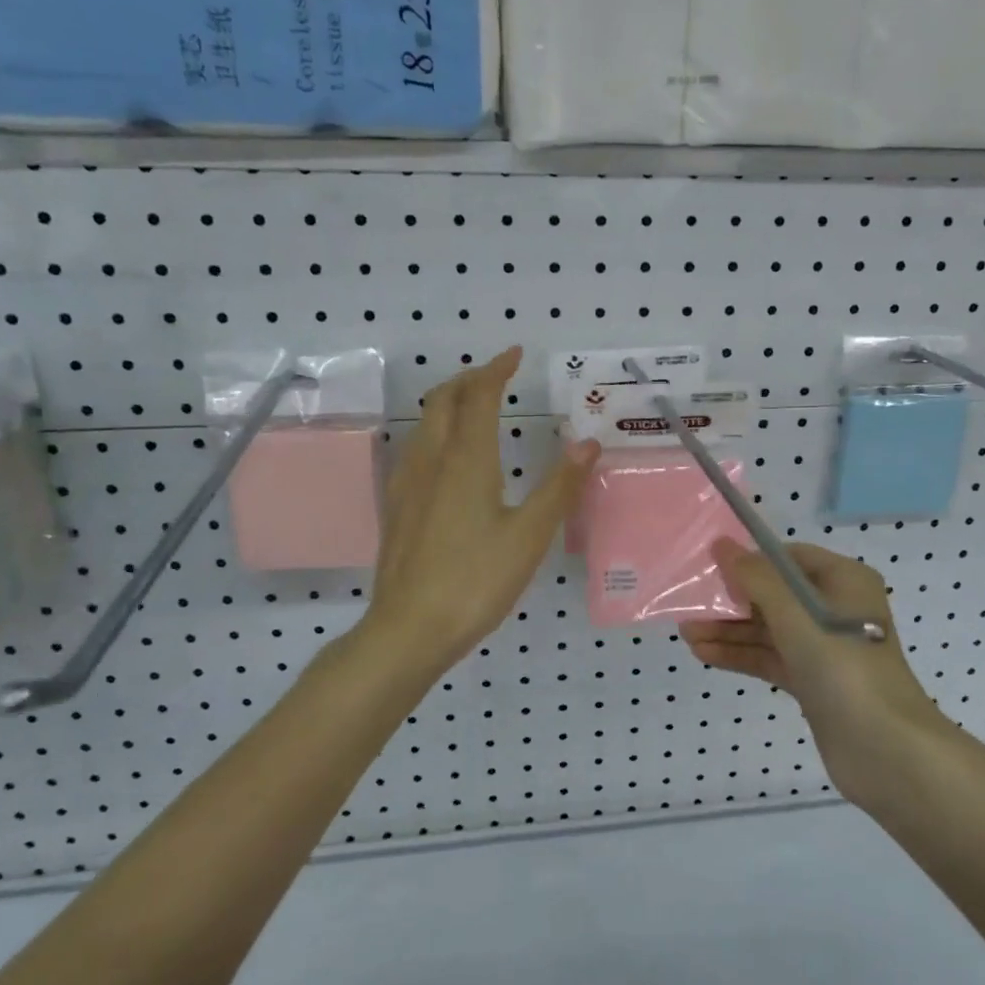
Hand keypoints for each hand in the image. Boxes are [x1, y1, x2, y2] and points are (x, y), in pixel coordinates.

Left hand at [363, 347, 599, 681]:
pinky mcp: (397, 506)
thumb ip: (560, 486)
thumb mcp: (530, 535)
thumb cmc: (476, 580)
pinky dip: (436, 431)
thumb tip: (588, 443)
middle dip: (469, 379)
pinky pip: (415, 449)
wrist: (409, 629)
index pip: (478, 395)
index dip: (496, 369)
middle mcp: (431, 460)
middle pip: (443, 400)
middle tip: (497, 377)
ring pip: (424, 423)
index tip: (515, 355)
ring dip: (449, 403)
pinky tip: (448, 458)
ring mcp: (407, 483)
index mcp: (465, 459)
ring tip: (474, 408)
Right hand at [682, 539, 946, 808]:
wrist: (887, 751)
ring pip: (768, 629)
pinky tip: (703, 654)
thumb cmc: (843, 666)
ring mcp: (824, 647)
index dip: (750, 560)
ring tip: (686, 633)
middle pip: (774, 594)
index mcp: (843, 581)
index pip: (788, 558)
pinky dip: (740, 655)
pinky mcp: (813, 681)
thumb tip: (721, 545)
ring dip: (729, 630)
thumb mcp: (795, 613)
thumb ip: (755, 578)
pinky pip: (770, 658)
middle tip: (689, 603)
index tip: (710, 568)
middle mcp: (835, 609)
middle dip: (732, 600)